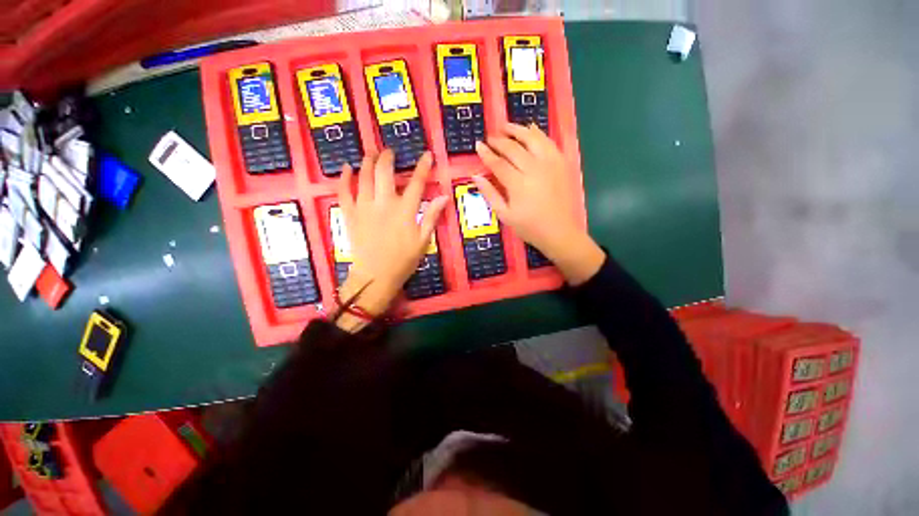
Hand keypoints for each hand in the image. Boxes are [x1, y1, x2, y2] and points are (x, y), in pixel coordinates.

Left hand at [335, 150, 447, 328]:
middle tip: (390, 152)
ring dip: (367, 161)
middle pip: (384, 172)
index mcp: (405, 211)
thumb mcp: (423, 241)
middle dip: (387, 157)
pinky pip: (344, 192)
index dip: (423, 167)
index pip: (417, 183)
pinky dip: (344, 178)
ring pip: (364, 176)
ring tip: (371, 153)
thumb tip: (443, 197)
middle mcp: (384, 203)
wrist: (375, 276)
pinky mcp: (350, 214)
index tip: (427, 155)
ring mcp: (364, 207)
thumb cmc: (403, 260)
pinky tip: (347, 168)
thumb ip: (432, 216)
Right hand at [474, 123, 603, 284]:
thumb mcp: (505, 215)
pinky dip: (538, 133)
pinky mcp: (562, 163)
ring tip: (507, 127)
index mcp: (518, 184)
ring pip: (532, 138)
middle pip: (514, 148)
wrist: (561, 232)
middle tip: (490, 137)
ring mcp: (551, 164)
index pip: (498, 163)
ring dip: (518, 130)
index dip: (487, 153)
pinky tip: (531, 129)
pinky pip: (549, 142)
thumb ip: (490, 194)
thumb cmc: (530, 227)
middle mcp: (534, 169)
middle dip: (499, 140)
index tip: (478, 145)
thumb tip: (476, 176)